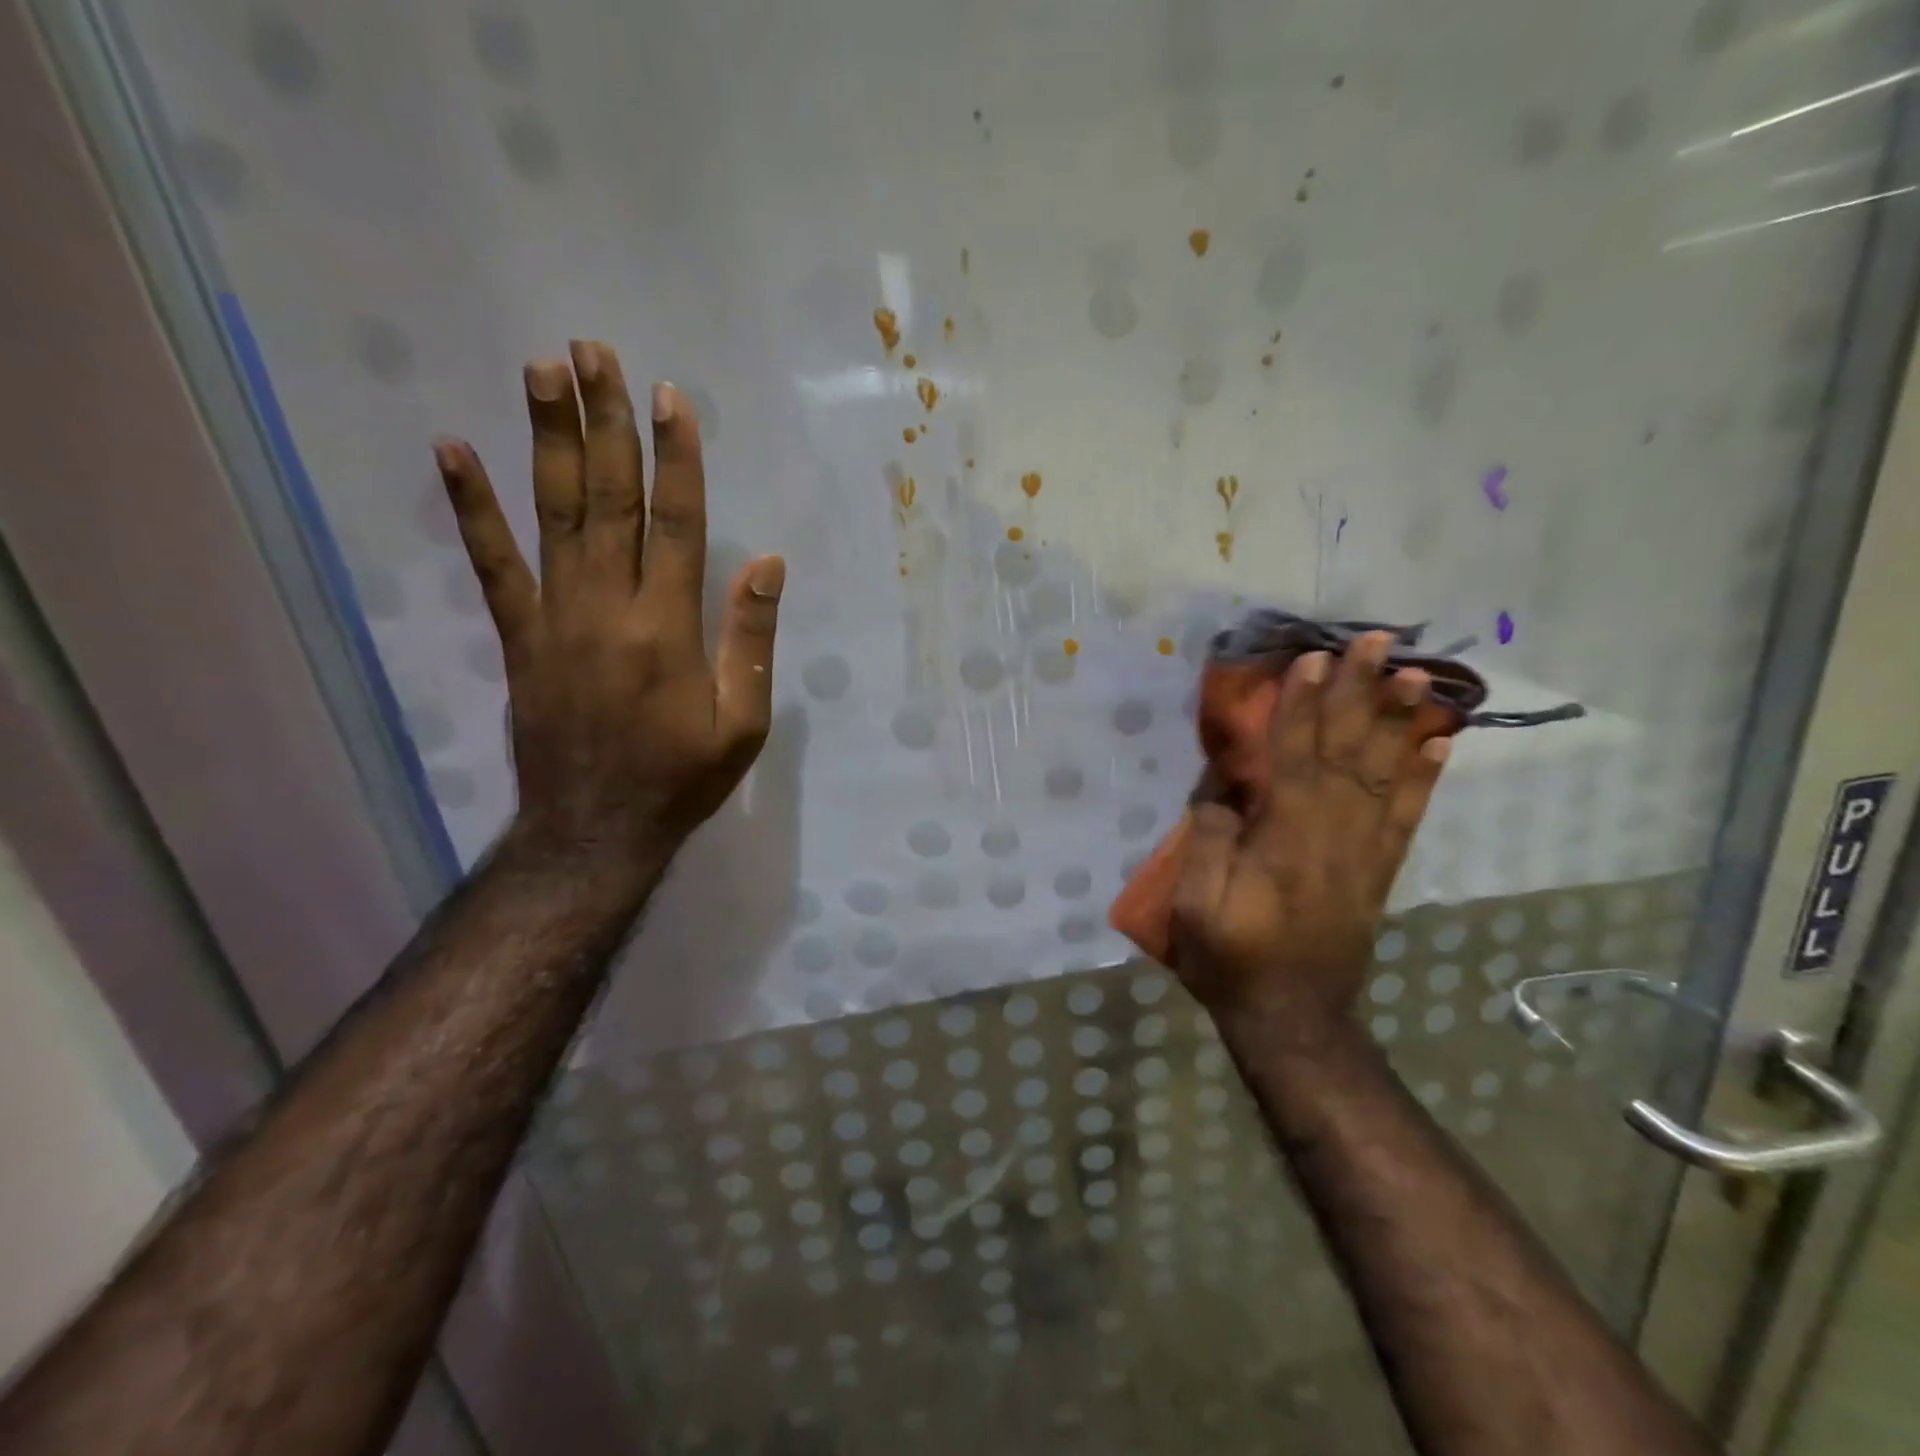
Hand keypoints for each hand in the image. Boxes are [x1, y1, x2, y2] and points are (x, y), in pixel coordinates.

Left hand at [433, 342, 782, 881]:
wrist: (596, 831)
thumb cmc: (681, 779)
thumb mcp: (743, 723)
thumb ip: (752, 640)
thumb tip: (770, 564)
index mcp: (669, 627)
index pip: (677, 523)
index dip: (676, 457)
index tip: (671, 398)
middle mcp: (609, 607)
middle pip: (609, 498)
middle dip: (604, 421)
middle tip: (593, 351)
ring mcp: (555, 618)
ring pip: (553, 514)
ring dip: (547, 439)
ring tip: (541, 371)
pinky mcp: (518, 637)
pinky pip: (492, 565)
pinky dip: (471, 507)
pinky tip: (454, 451)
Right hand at [1169, 633, 1448, 1037]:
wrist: (1292, 1019)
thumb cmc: (1232, 960)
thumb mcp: (1196, 906)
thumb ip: (1208, 842)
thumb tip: (1222, 788)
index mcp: (1285, 842)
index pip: (1294, 760)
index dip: (1302, 708)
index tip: (1312, 660)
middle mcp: (1334, 836)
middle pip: (1348, 753)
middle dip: (1360, 694)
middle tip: (1377, 642)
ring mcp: (1365, 853)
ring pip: (1385, 776)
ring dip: (1400, 722)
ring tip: (1416, 675)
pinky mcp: (1380, 870)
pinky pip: (1408, 816)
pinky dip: (1426, 777)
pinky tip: (1440, 743)